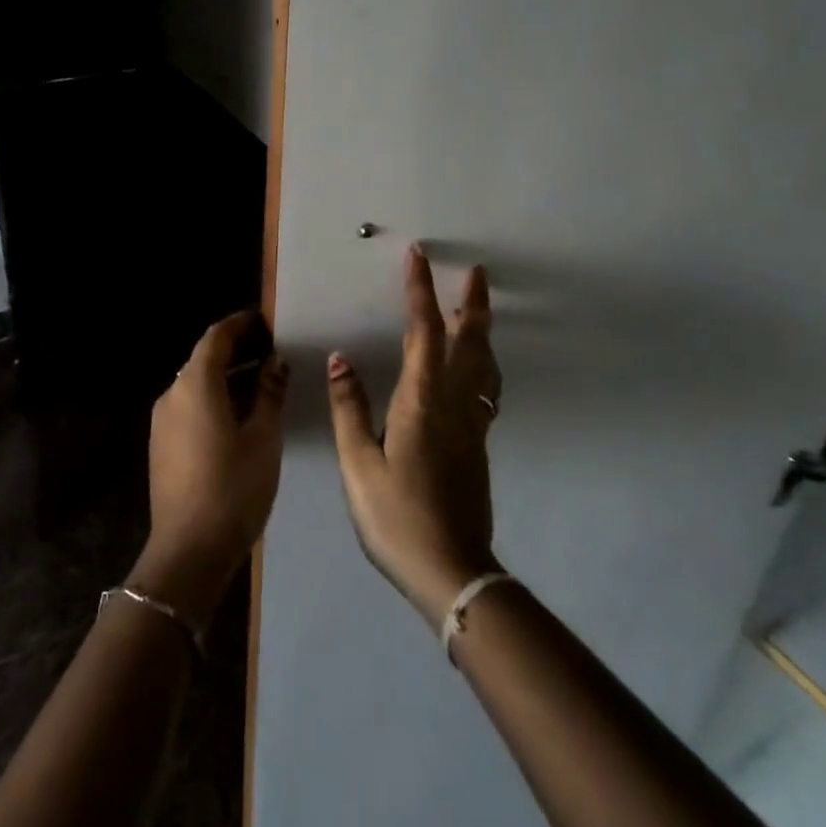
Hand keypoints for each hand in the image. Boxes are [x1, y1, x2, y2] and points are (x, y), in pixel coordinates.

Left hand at [130, 310, 288, 626]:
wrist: (189, 550)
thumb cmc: (233, 487)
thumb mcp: (264, 437)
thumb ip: (270, 392)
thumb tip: (275, 362)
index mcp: (195, 385)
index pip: (216, 337)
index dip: (241, 325)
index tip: (266, 322)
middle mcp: (172, 394)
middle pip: (204, 359)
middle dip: (237, 351)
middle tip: (272, 352)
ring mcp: (162, 422)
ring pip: (197, 384)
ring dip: (227, 377)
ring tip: (263, 383)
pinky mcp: (162, 445)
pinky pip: (190, 407)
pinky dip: (214, 399)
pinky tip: (240, 415)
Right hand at [327, 247, 501, 627]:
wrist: (451, 569)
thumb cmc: (396, 516)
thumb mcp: (359, 464)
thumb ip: (350, 407)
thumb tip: (341, 359)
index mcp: (422, 399)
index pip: (423, 330)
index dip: (421, 291)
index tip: (419, 257)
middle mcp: (453, 401)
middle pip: (470, 340)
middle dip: (472, 302)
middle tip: (477, 271)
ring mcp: (471, 422)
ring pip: (484, 362)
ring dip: (482, 328)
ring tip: (477, 307)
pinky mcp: (477, 442)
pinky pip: (485, 385)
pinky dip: (483, 361)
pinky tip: (476, 367)